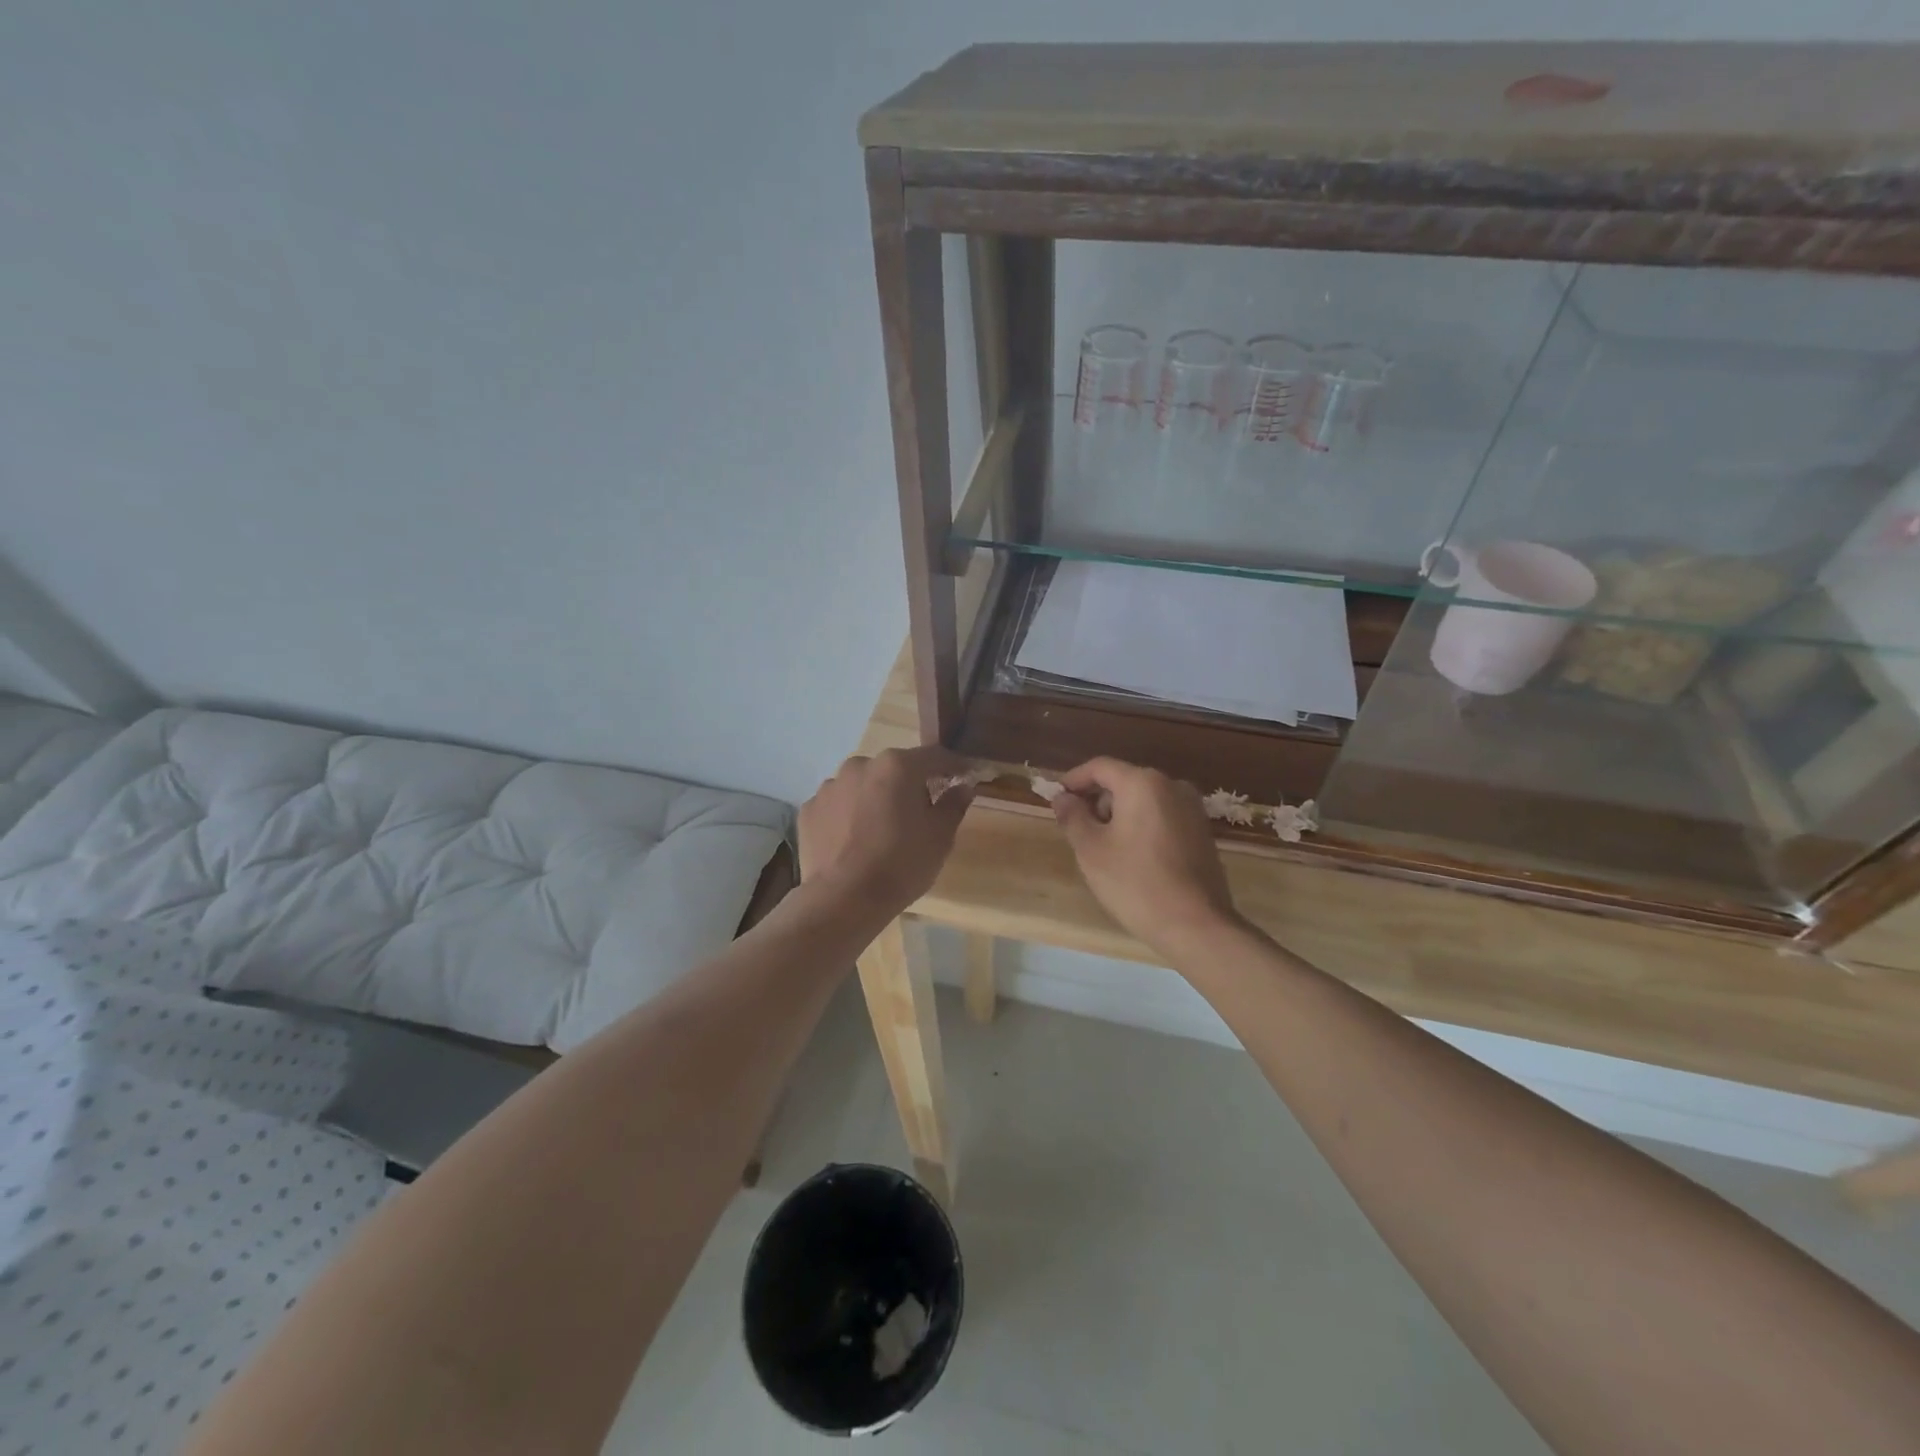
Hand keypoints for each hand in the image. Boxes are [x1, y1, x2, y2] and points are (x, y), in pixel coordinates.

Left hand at [798, 747, 973, 918]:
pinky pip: (838, 806)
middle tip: (921, 813)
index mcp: (897, 765)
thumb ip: (954, 804)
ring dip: (876, 799)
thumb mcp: (941, 836)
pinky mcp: (809, 810)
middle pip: (894, 769)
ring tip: (882, 831)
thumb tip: (963, 786)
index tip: (967, 776)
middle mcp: (860, 765)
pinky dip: (849, 816)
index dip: (954, 766)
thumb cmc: (902, 864)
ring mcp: (830, 786)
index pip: (934, 756)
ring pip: (863, 786)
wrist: (843, 900)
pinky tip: (854, 842)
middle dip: (910, 785)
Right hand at [1052, 757, 1239, 960]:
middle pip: (1124, 781)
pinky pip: (1162, 816)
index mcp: (1143, 783)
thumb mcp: (1091, 850)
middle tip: (1078, 829)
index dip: (1074, 780)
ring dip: (1119, 815)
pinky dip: (1142, 825)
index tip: (1057, 799)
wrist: (1196, 925)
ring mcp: (1192, 808)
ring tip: (1104, 848)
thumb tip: (1063, 798)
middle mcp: (1172, 785)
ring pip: (1144, 799)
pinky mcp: (1202, 831)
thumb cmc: (1135, 883)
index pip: (1100, 767)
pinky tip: (1132, 857)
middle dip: (1097, 800)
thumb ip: (1073, 817)